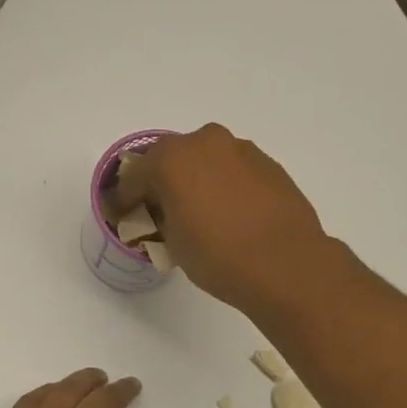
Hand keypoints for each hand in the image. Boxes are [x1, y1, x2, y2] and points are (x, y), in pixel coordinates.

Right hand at [107, 124, 331, 313]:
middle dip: (161, 182)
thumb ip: (161, 218)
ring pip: (206, 161)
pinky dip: (224, 185)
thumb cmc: (218, 256)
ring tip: (199, 213)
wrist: (286, 265)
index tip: (120, 214)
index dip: (124, 198)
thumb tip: (164, 213)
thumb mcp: (174, 243)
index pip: (134, 176)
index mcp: (172, 158)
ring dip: (196, 180)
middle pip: (171, 158)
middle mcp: (205, 142)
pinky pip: (233, 171)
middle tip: (159, 210)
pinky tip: (230, 213)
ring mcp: (241, 150)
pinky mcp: (268, 164)